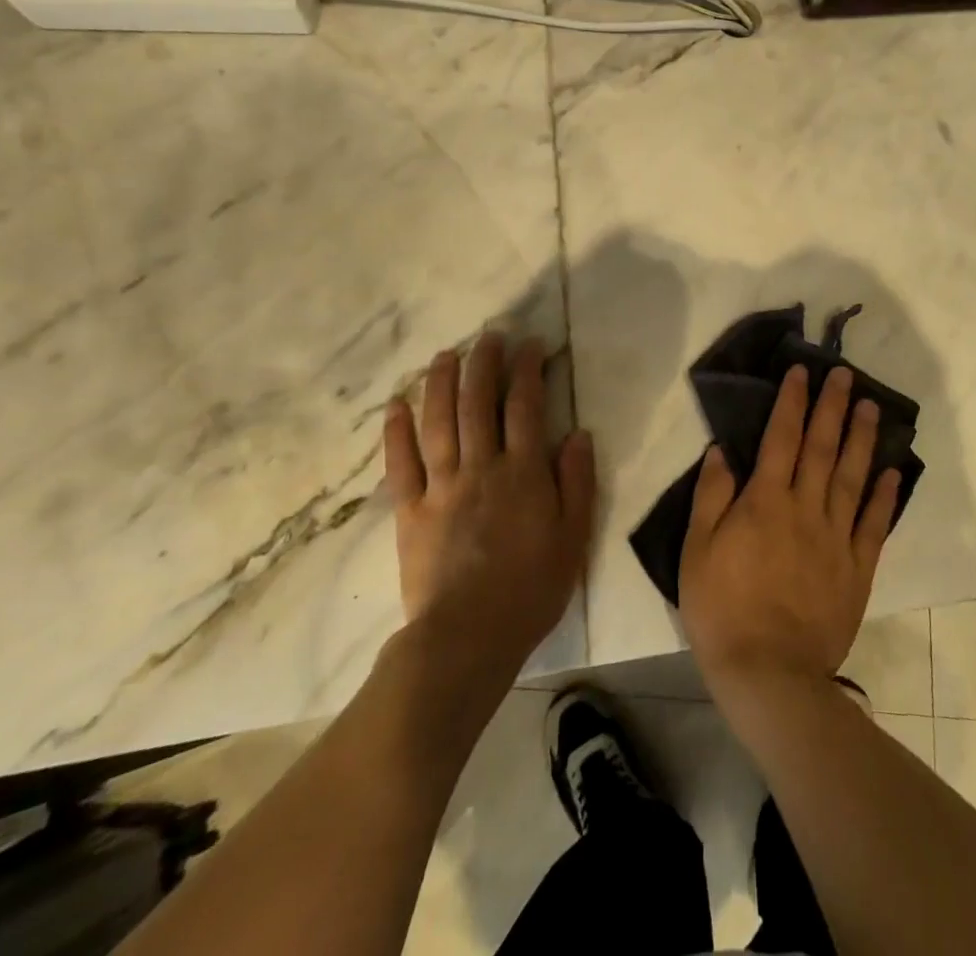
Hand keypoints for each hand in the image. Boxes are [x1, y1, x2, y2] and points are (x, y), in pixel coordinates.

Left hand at [383, 334, 594, 683]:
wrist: (467, 639)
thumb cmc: (530, 589)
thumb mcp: (573, 538)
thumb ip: (577, 483)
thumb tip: (578, 434)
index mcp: (523, 473)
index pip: (525, 407)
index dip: (527, 370)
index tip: (530, 345)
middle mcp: (481, 468)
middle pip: (479, 404)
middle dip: (484, 364)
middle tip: (487, 335)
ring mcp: (441, 487)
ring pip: (439, 423)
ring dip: (441, 384)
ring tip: (445, 354)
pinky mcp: (410, 512)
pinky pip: (401, 465)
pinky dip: (397, 433)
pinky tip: (397, 405)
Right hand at [679, 365, 899, 699]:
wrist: (768, 674)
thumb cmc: (722, 610)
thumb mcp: (697, 551)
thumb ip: (711, 497)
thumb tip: (722, 451)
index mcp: (765, 502)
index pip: (780, 438)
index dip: (791, 402)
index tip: (801, 372)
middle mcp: (805, 509)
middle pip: (821, 447)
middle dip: (832, 406)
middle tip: (844, 374)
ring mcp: (836, 538)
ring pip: (851, 477)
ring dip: (862, 438)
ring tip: (870, 407)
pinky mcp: (857, 568)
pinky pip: (874, 525)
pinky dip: (883, 496)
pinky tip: (892, 472)